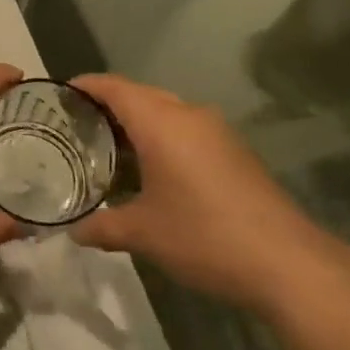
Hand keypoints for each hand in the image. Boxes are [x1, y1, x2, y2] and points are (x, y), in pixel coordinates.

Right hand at [67, 76, 349, 318]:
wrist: (288, 263)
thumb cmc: (204, 236)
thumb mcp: (143, 234)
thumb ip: (104, 226)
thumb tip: (75, 232)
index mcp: (161, 123)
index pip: (115, 88)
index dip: (86, 86)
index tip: (60, 93)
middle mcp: (189, 116)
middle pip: (140, 95)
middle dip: (108, 105)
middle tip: (77, 125)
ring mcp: (217, 133)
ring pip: (166, 113)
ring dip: (137, 123)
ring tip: (107, 149)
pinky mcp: (235, 153)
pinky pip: (186, 131)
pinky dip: (161, 138)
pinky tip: (150, 170)